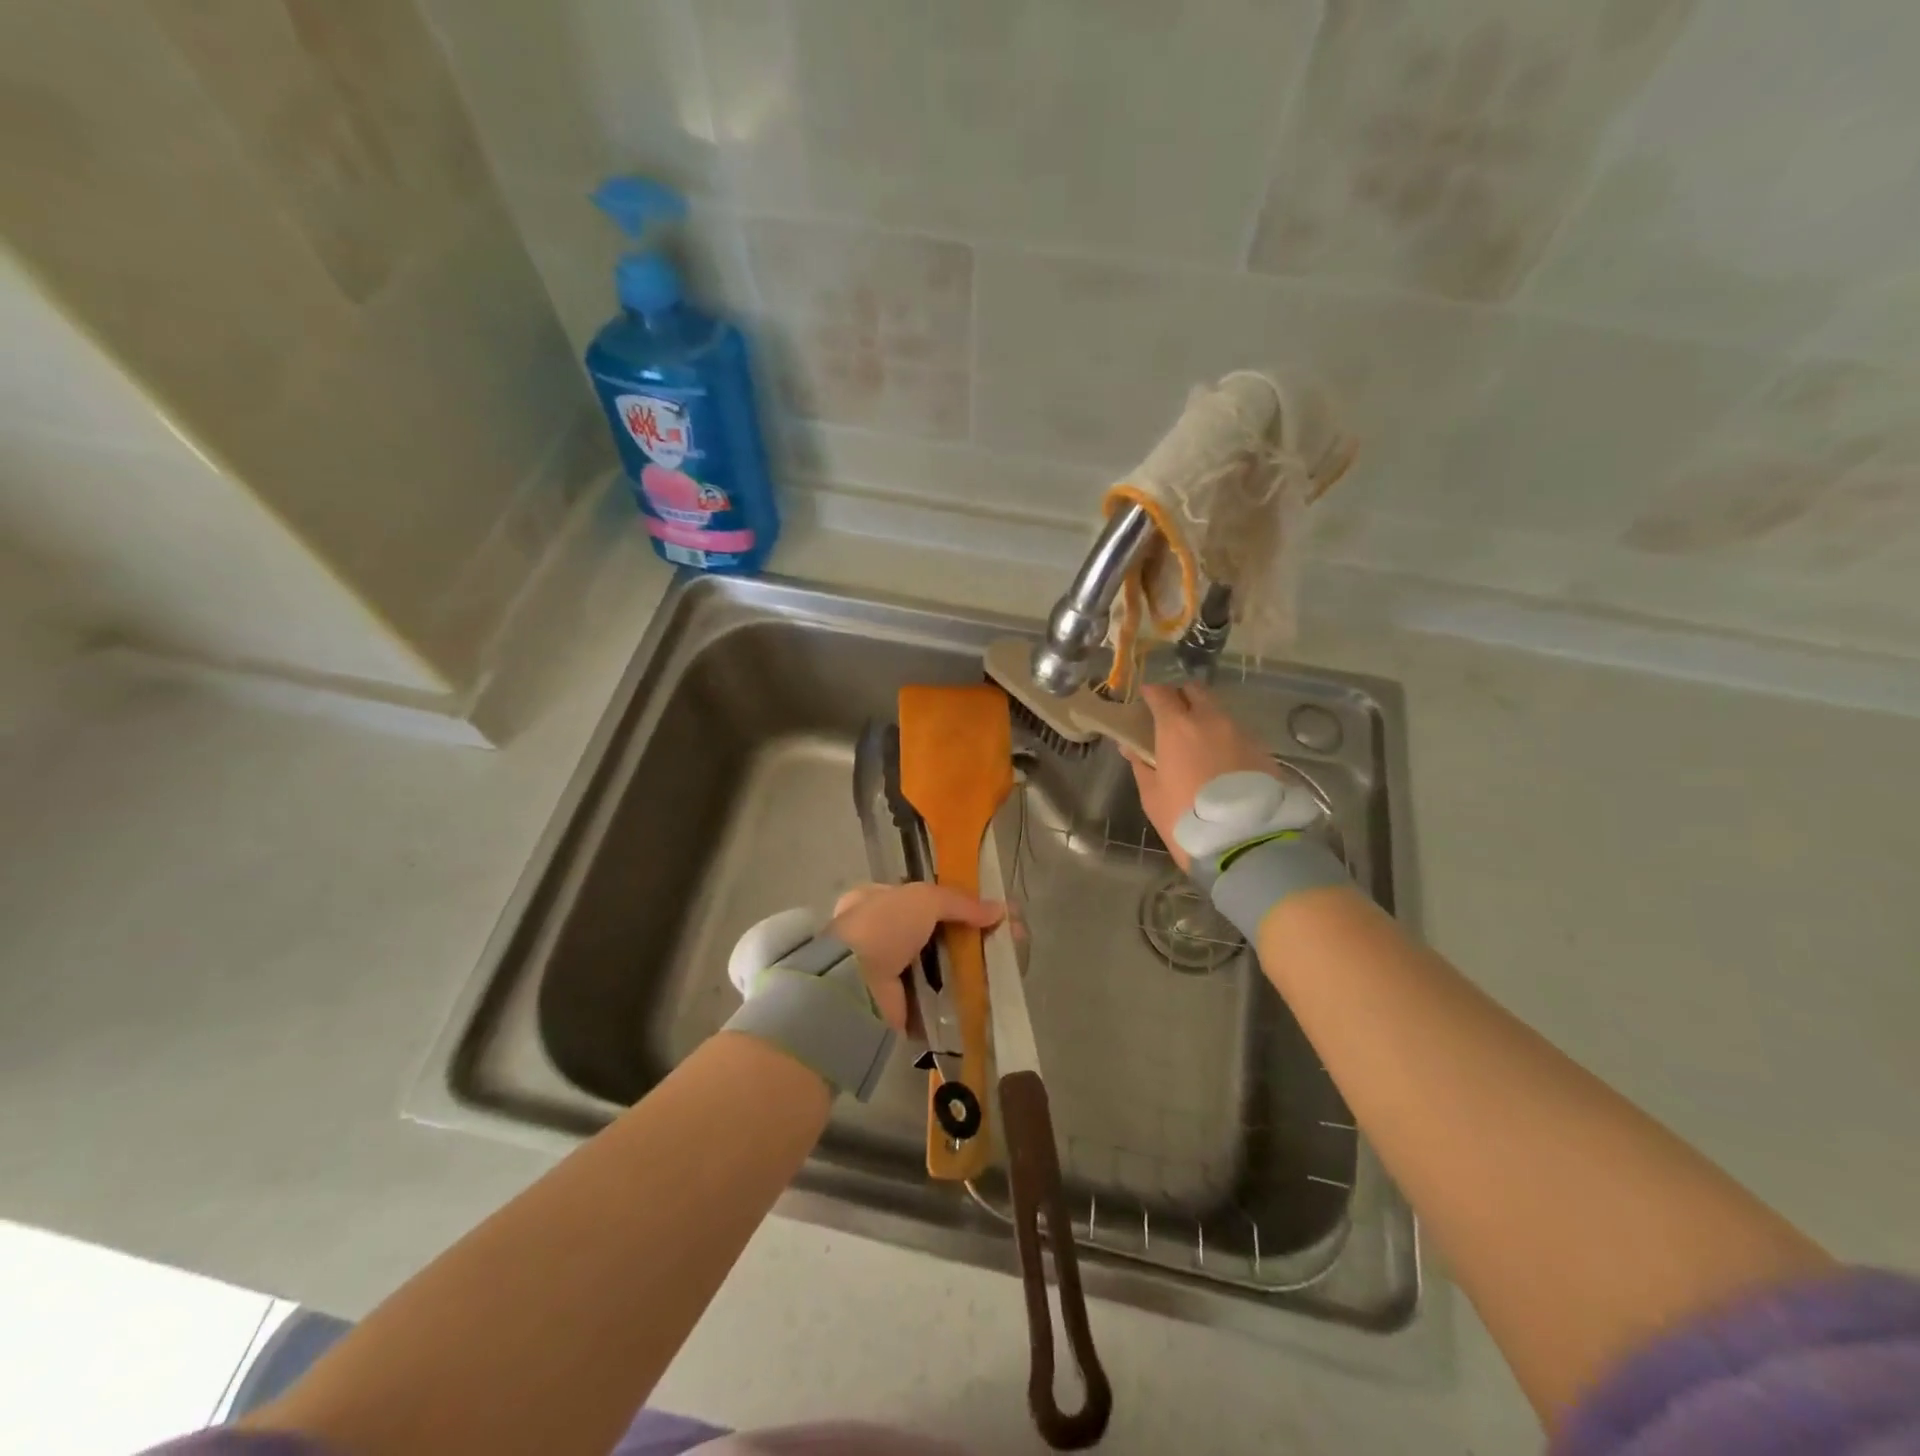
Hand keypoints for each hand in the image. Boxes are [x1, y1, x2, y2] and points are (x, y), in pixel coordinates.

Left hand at [829, 883, 1003, 1031]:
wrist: (854, 985)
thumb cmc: (883, 928)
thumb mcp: (923, 899)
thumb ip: (960, 902)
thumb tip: (999, 909)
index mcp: (873, 900)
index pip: (918, 896)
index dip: (953, 901)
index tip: (984, 908)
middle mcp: (877, 933)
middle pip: (932, 929)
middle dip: (967, 932)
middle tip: (1003, 936)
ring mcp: (886, 970)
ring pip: (936, 961)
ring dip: (966, 963)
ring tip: (1002, 962)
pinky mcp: (898, 1002)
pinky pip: (934, 992)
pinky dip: (957, 992)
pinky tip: (985, 988)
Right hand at [1124, 682, 1280, 869]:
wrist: (1244, 842)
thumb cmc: (1185, 818)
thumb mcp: (1152, 796)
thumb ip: (1141, 765)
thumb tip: (1130, 746)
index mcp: (1177, 726)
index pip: (1161, 692)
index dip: (1151, 693)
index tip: (1145, 701)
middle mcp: (1211, 720)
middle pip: (1195, 691)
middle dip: (1181, 698)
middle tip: (1172, 718)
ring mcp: (1241, 732)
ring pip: (1219, 712)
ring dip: (1206, 719)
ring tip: (1199, 745)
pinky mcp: (1262, 749)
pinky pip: (1238, 733)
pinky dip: (1226, 739)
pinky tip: (1222, 762)